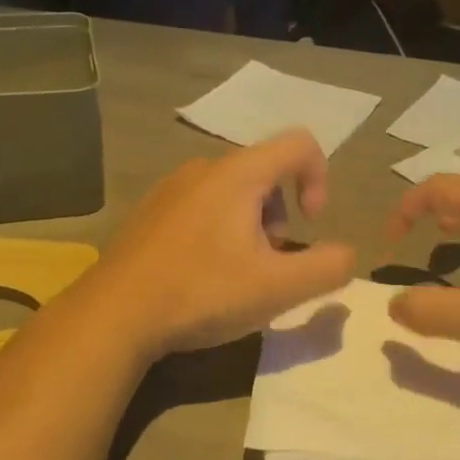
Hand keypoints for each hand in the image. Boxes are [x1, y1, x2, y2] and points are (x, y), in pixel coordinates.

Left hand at [88, 129, 355, 358]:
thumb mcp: (276, 288)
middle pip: (266, 172)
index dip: (320, 178)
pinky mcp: (150, 211)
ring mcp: (171, 187)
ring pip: (233, 191)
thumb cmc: (200, 293)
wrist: (113, 315)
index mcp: (238, 174)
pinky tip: (201, 274)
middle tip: (269, 262)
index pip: (300, 144)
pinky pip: (202, 205)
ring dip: (251, 224)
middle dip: (282, 215)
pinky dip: (218, 229)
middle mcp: (204, 168)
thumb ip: (326, 268)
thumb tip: (346, 255)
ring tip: (236, 272)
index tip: (310, 224)